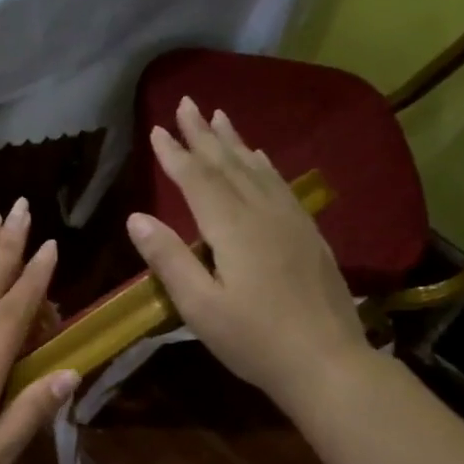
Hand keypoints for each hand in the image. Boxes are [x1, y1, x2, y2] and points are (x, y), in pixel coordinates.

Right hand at [126, 96, 369, 408]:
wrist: (326, 361)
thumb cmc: (254, 341)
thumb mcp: (200, 307)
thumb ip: (169, 260)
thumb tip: (137, 218)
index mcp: (233, 229)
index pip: (197, 180)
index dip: (175, 154)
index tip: (157, 129)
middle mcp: (263, 213)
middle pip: (229, 164)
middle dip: (204, 134)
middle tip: (188, 103)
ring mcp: (291, 221)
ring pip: (258, 170)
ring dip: (235, 142)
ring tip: (220, 117)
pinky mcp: (308, 235)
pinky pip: (280, 185)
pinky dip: (263, 165)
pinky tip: (260, 159)